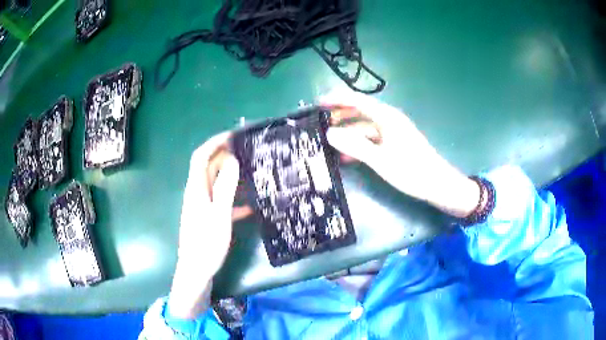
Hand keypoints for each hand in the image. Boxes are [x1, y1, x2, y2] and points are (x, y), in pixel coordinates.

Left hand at [168, 132, 248, 318]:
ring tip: (251, 173)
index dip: (214, 143)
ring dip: (231, 176)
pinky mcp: (208, 217)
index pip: (201, 157)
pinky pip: (221, 201)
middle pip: (208, 168)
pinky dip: (233, 199)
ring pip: (216, 184)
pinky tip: (249, 206)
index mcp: (196, 189)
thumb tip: (233, 161)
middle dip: (224, 156)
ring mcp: (202, 205)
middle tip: (246, 152)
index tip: (232, 135)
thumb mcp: (219, 215)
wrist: (196, 270)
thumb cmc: (206, 243)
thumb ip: (225, 188)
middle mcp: (197, 193)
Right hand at [321, 90, 479, 217]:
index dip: (337, 99)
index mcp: (386, 117)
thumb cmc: (411, 170)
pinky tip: (347, 157)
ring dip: (348, 133)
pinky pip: (372, 140)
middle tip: (320, 124)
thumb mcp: (380, 159)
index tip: (318, 103)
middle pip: (360, 112)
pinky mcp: (395, 145)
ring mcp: (393, 133)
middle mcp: (389, 120)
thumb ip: (354, 145)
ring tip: (329, 142)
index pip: (357, 100)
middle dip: (340, 116)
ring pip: (365, 128)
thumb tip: (330, 133)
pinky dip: (359, 145)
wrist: (438, 185)